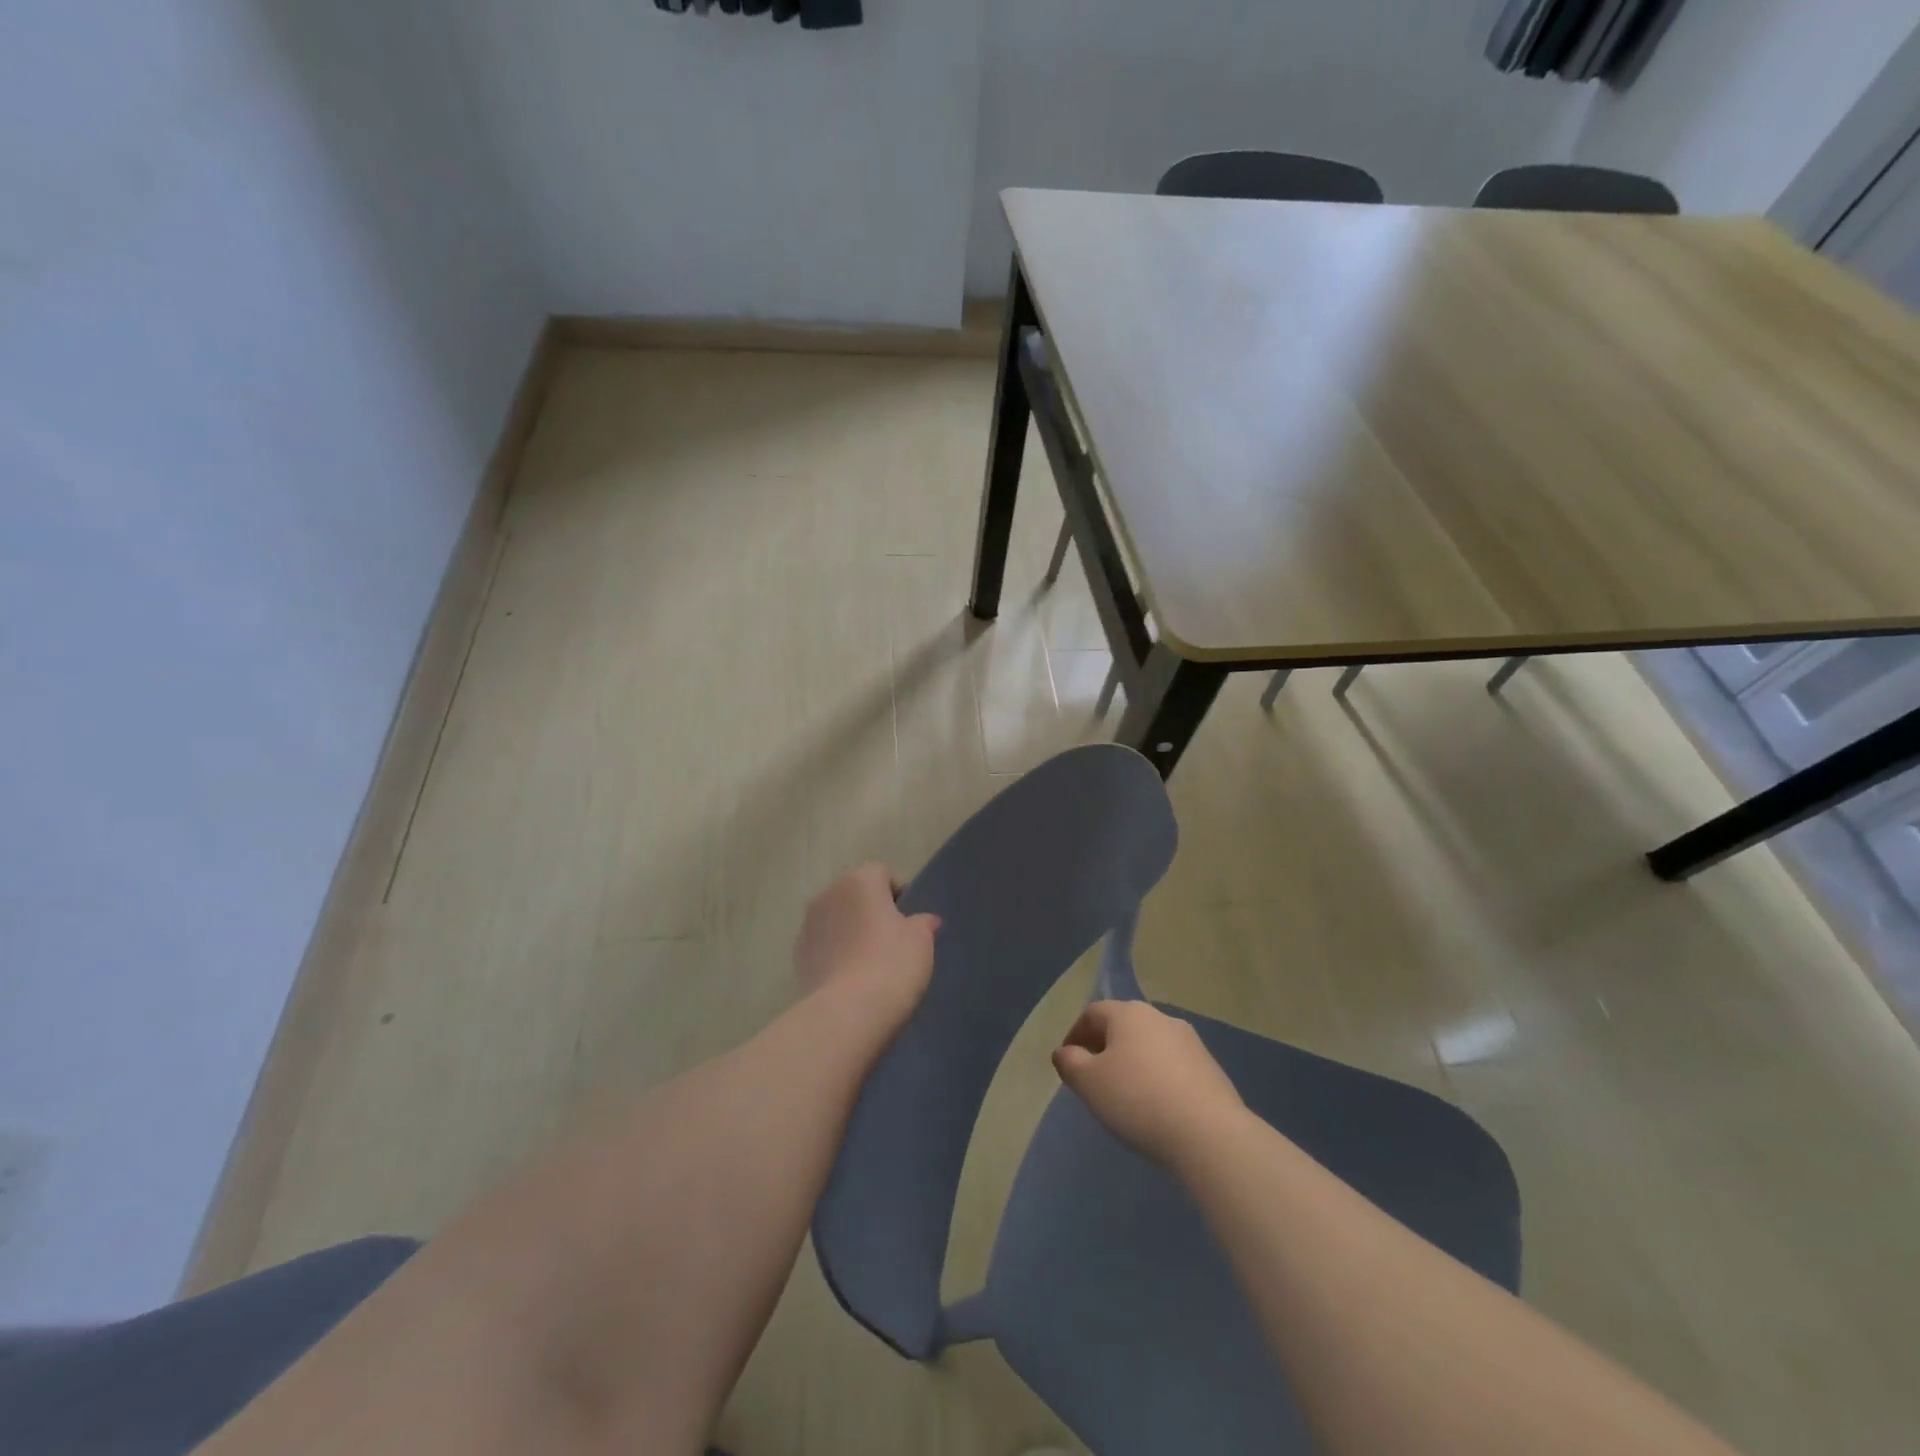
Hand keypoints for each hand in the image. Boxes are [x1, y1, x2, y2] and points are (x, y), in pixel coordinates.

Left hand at [793, 864, 938, 1026]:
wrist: (847, 1013)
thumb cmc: (892, 963)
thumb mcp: (921, 941)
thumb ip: (923, 923)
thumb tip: (925, 920)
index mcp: (859, 880)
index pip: (882, 874)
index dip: (898, 896)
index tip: (909, 923)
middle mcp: (828, 894)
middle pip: (855, 895)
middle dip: (871, 912)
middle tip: (892, 943)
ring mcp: (808, 925)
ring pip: (837, 921)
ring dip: (850, 933)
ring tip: (870, 965)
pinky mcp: (797, 957)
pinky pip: (824, 947)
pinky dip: (836, 955)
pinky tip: (851, 980)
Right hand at [1052, 1000, 1245, 1168]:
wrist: (1209, 1134)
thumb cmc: (1137, 1099)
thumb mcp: (1089, 1083)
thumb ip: (1070, 1063)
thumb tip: (1066, 1052)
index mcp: (1128, 1013)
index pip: (1093, 1013)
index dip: (1075, 1034)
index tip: (1068, 1063)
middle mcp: (1160, 1017)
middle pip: (1123, 1026)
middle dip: (1105, 1047)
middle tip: (1094, 1078)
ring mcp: (1190, 1042)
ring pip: (1150, 1046)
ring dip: (1133, 1063)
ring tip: (1125, 1095)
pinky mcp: (1210, 1068)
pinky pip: (1173, 1066)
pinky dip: (1157, 1078)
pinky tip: (1156, 1106)